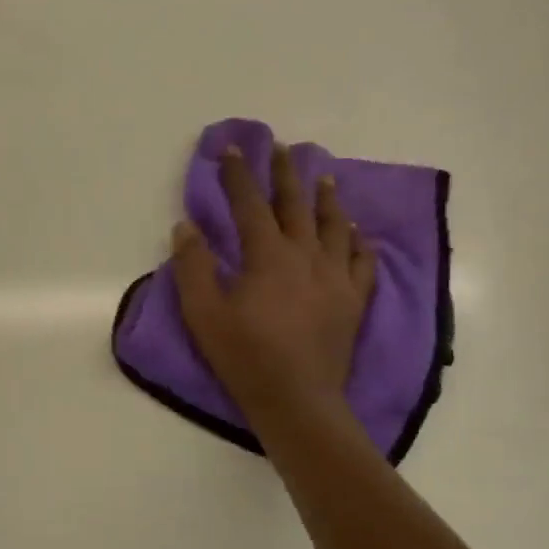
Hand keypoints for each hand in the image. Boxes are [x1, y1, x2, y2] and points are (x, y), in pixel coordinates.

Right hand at [172, 143, 375, 418]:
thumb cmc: (245, 357)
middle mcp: (306, 256)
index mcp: (268, 256)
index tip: (232, 149)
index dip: (238, 175)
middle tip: (282, 148)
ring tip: (323, 178)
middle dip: (285, 174)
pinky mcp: (353, 300)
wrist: (298, 400)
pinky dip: (359, 241)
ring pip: (334, 226)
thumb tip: (186, 226)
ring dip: (326, 198)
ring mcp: (335, 277)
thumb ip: (193, 266)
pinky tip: (358, 232)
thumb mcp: (203, 314)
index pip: (250, 204)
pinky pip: (362, 261)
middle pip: (296, 204)